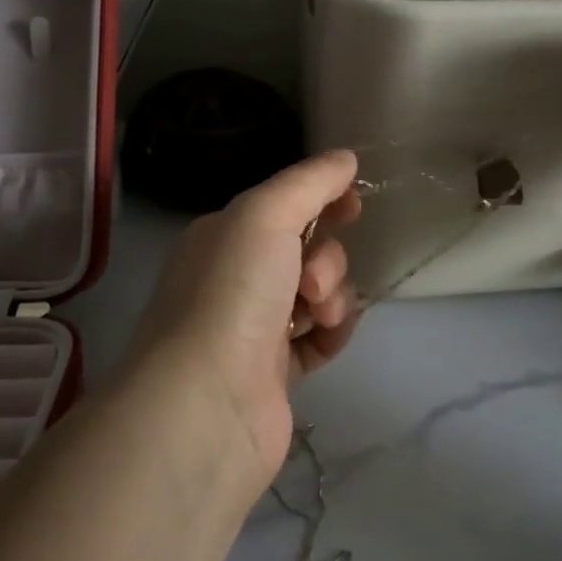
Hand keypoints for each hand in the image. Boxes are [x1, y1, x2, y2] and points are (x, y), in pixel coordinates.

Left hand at [126, 151, 363, 490]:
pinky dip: (332, 332)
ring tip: (316, 314)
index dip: (322, 200)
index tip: (353, 203)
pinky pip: (321, 337)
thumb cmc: (232, 293)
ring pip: (318, 293)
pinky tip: (325, 336)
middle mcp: (235, 278)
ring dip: (331, 294)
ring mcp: (255, 327)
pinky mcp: (277, 373)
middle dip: (325, 257)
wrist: (208, 402)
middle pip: (305, 249)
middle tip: (310, 279)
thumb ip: (309, 182)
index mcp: (223, 237)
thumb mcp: (265, 215)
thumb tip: (345, 159)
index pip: (282, 205)